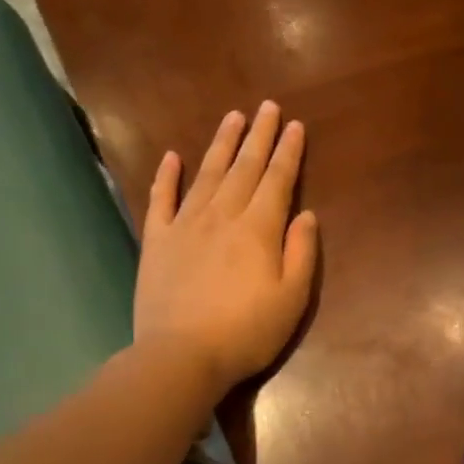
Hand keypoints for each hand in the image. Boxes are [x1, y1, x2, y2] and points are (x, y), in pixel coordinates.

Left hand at [134, 102, 318, 390]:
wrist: (181, 356)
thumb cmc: (247, 332)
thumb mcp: (292, 299)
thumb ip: (301, 253)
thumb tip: (306, 214)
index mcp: (259, 229)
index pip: (277, 180)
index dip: (288, 152)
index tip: (294, 125)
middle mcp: (222, 216)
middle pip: (244, 167)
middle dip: (259, 136)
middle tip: (267, 107)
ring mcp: (185, 225)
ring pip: (208, 174)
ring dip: (222, 144)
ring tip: (233, 118)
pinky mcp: (157, 241)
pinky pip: (161, 199)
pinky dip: (167, 176)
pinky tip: (173, 156)